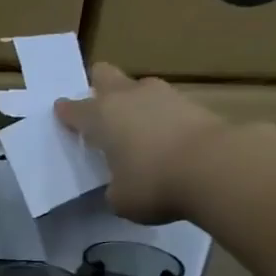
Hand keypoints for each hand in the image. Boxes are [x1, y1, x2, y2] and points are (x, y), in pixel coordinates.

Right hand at [55, 63, 227, 225]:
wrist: (213, 167)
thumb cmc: (152, 184)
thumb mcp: (119, 199)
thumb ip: (113, 187)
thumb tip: (121, 182)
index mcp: (102, 116)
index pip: (74, 109)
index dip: (66, 113)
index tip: (61, 114)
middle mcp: (128, 96)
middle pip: (105, 76)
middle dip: (98, 87)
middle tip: (98, 111)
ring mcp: (163, 95)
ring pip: (138, 88)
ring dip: (132, 103)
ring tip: (134, 130)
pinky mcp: (192, 103)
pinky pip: (164, 106)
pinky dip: (158, 119)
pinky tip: (161, 139)